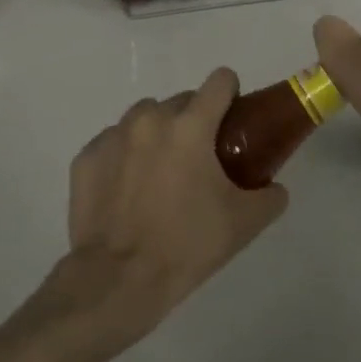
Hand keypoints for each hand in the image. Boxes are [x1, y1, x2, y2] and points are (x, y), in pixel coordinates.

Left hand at [39, 69, 288, 355]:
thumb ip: (269, 196)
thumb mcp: (244, 223)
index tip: (232, 120)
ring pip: (144, 118)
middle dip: (193, 123)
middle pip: (181, 101)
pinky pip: (113, 143)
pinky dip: (124, 157)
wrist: (119, 280)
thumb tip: (274, 187)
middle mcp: (150, 119)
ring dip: (157, 135)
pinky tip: (128, 191)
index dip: (230, 94)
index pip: (219, 81)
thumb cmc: (187, 245)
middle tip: (199, 162)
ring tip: (160, 175)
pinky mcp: (86, 157)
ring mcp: (113, 136)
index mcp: (191, 126)